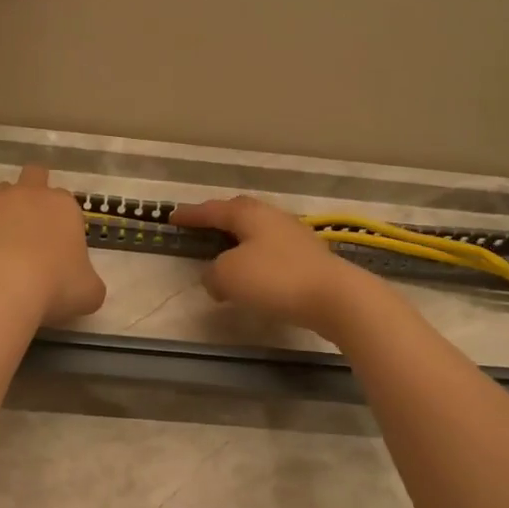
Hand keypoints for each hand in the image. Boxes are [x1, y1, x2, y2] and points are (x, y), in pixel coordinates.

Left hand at [0, 165, 106, 324]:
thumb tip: (82, 285)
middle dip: (30, 193)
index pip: (65, 201)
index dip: (60, 220)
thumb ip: (88, 282)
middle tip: (27, 227)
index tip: (57, 245)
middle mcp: (28, 194)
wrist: (2, 286)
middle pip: (32, 176)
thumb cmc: (56, 286)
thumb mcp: (89, 292)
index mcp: (64, 207)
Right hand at [170, 195, 371, 336]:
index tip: (173, 217)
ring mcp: (295, 237)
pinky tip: (253, 276)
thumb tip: (215, 278)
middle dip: (219, 219)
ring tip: (225, 254)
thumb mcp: (228, 276)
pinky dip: (256, 260)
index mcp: (250, 214)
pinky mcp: (309, 259)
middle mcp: (273, 218)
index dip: (191, 214)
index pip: (213, 210)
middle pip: (240, 213)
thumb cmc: (275, 279)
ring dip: (238, 241)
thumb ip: (213, 274)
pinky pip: (272, 253)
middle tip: (201, 227)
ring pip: (258, 233)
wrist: (335, 297)